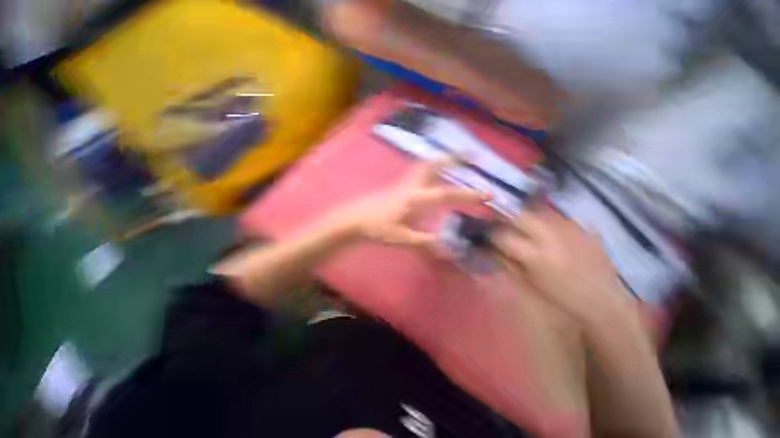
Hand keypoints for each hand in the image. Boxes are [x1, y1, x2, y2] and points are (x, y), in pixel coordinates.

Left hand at [339, 159, 489, 248]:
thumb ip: (425, 241)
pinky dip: (429, 167)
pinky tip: (432, 172)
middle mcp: (412, 186)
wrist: (354, 220)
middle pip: (434, 166)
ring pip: (424, 165)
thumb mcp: (402, 238)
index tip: (488, 194)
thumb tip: (449, 248)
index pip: (446, 195)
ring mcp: (404, 183)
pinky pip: (417, 171)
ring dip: (441, 160)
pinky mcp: (398, 185)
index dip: (468, 195)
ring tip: (455, 157)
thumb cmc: (377, 229)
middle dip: (454, 158)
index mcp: (415, 199)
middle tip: (471, 153)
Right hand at [492, 207, 632, 324]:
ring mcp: (569, 228)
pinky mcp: (582, 226)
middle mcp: (550, 236)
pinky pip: (555, 215)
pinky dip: (543, 219)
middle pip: (517, 214)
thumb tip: (486, 247)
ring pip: (536, 210)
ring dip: (522, 215)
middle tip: (498, 222)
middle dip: (503, 216)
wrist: (603, 301)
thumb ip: (504, 261)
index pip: (501, 234)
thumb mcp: (526, 282)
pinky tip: (543, 228)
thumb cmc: (560, 298)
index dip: (488, 232)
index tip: (484, 233)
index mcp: (534, 255)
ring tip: (519, 224)